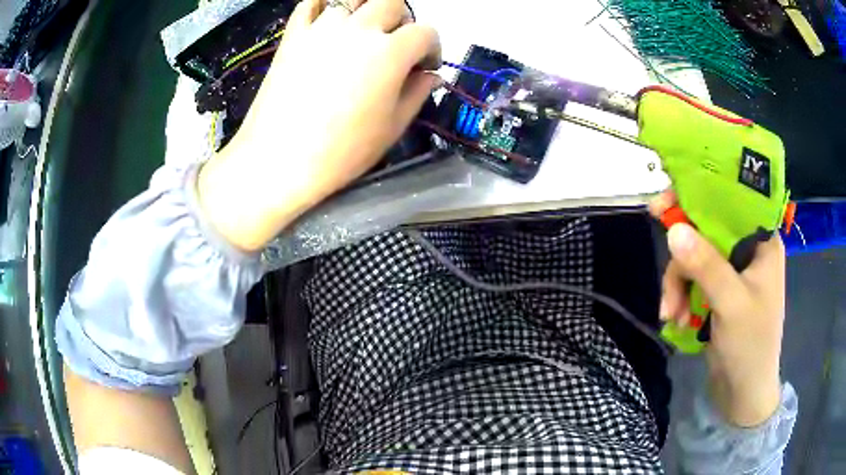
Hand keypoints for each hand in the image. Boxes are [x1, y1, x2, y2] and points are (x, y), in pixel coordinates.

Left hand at [198, 0, 441, 250]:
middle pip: (392, 3)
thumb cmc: (341, 151)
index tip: (425, 66)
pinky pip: (310, 4)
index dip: (432, 48)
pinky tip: (327, 21)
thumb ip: (417, 93)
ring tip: (361, 33)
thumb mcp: (392, 127)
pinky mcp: (293, 35)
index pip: (425, 32)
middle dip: (401, 22)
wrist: (279, 161)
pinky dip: (323, 5)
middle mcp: (359, 29)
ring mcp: (322, 27)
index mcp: (390, 52)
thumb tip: (431, 75)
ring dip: (365, 10)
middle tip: (394, 45)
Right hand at [650, 191, 785, 426]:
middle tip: (661, 255)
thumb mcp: (731, 304)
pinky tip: (674, 317)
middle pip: (707, 229)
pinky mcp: (718, 291)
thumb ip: (706, 266)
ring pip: (695, 256)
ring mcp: (732, 272)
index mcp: (762, 241)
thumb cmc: (750, 346)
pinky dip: (679, 296)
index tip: (666, 202)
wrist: (743, 393)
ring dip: (677, 283)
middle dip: (683, 254)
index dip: (699, 195)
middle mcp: (747, 249)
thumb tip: (673, 229)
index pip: (731, 201)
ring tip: (670, 313)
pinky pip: (692, 279)